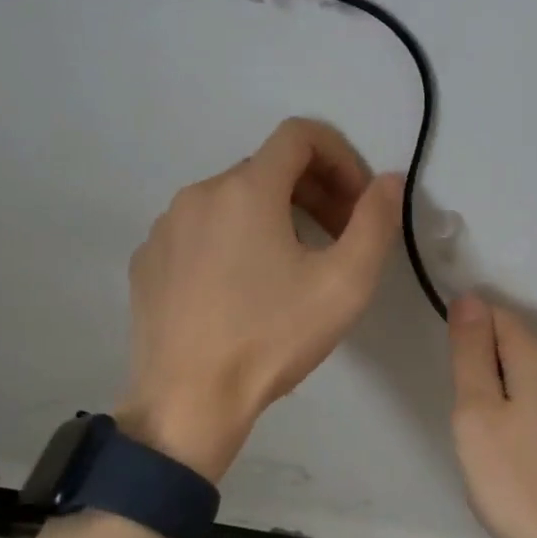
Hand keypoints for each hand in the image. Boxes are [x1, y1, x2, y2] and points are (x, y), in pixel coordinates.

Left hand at [121, 118, 402, 481]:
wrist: (187, 403)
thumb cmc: (271, 338)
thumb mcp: (344, 283)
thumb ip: (376, 222)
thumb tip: (388, 181)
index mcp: (246, 189)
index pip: (300, 134)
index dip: (341, 156)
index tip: (358, 201)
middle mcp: (199, 193)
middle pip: (268, 167)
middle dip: (313, 190)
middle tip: (338, 237)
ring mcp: (166, 226)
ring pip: (233, 199)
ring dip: (273, 215)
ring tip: (292, 266)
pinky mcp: (148, 259)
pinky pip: (200, 229)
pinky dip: (232, 239)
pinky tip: (242, 288)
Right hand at [446, 294, 536, 537]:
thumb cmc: (517, 479)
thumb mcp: (476, 412)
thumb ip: (470, 351)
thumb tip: (469, 298)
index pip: (492, 315)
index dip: (466, 342)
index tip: (459, 386)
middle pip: (508, 344)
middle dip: (481, 372)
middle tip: (472, 423)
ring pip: (521, 375)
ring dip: (498, 397)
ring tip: (491, 445)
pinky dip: (518, 416)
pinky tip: (515, 457)